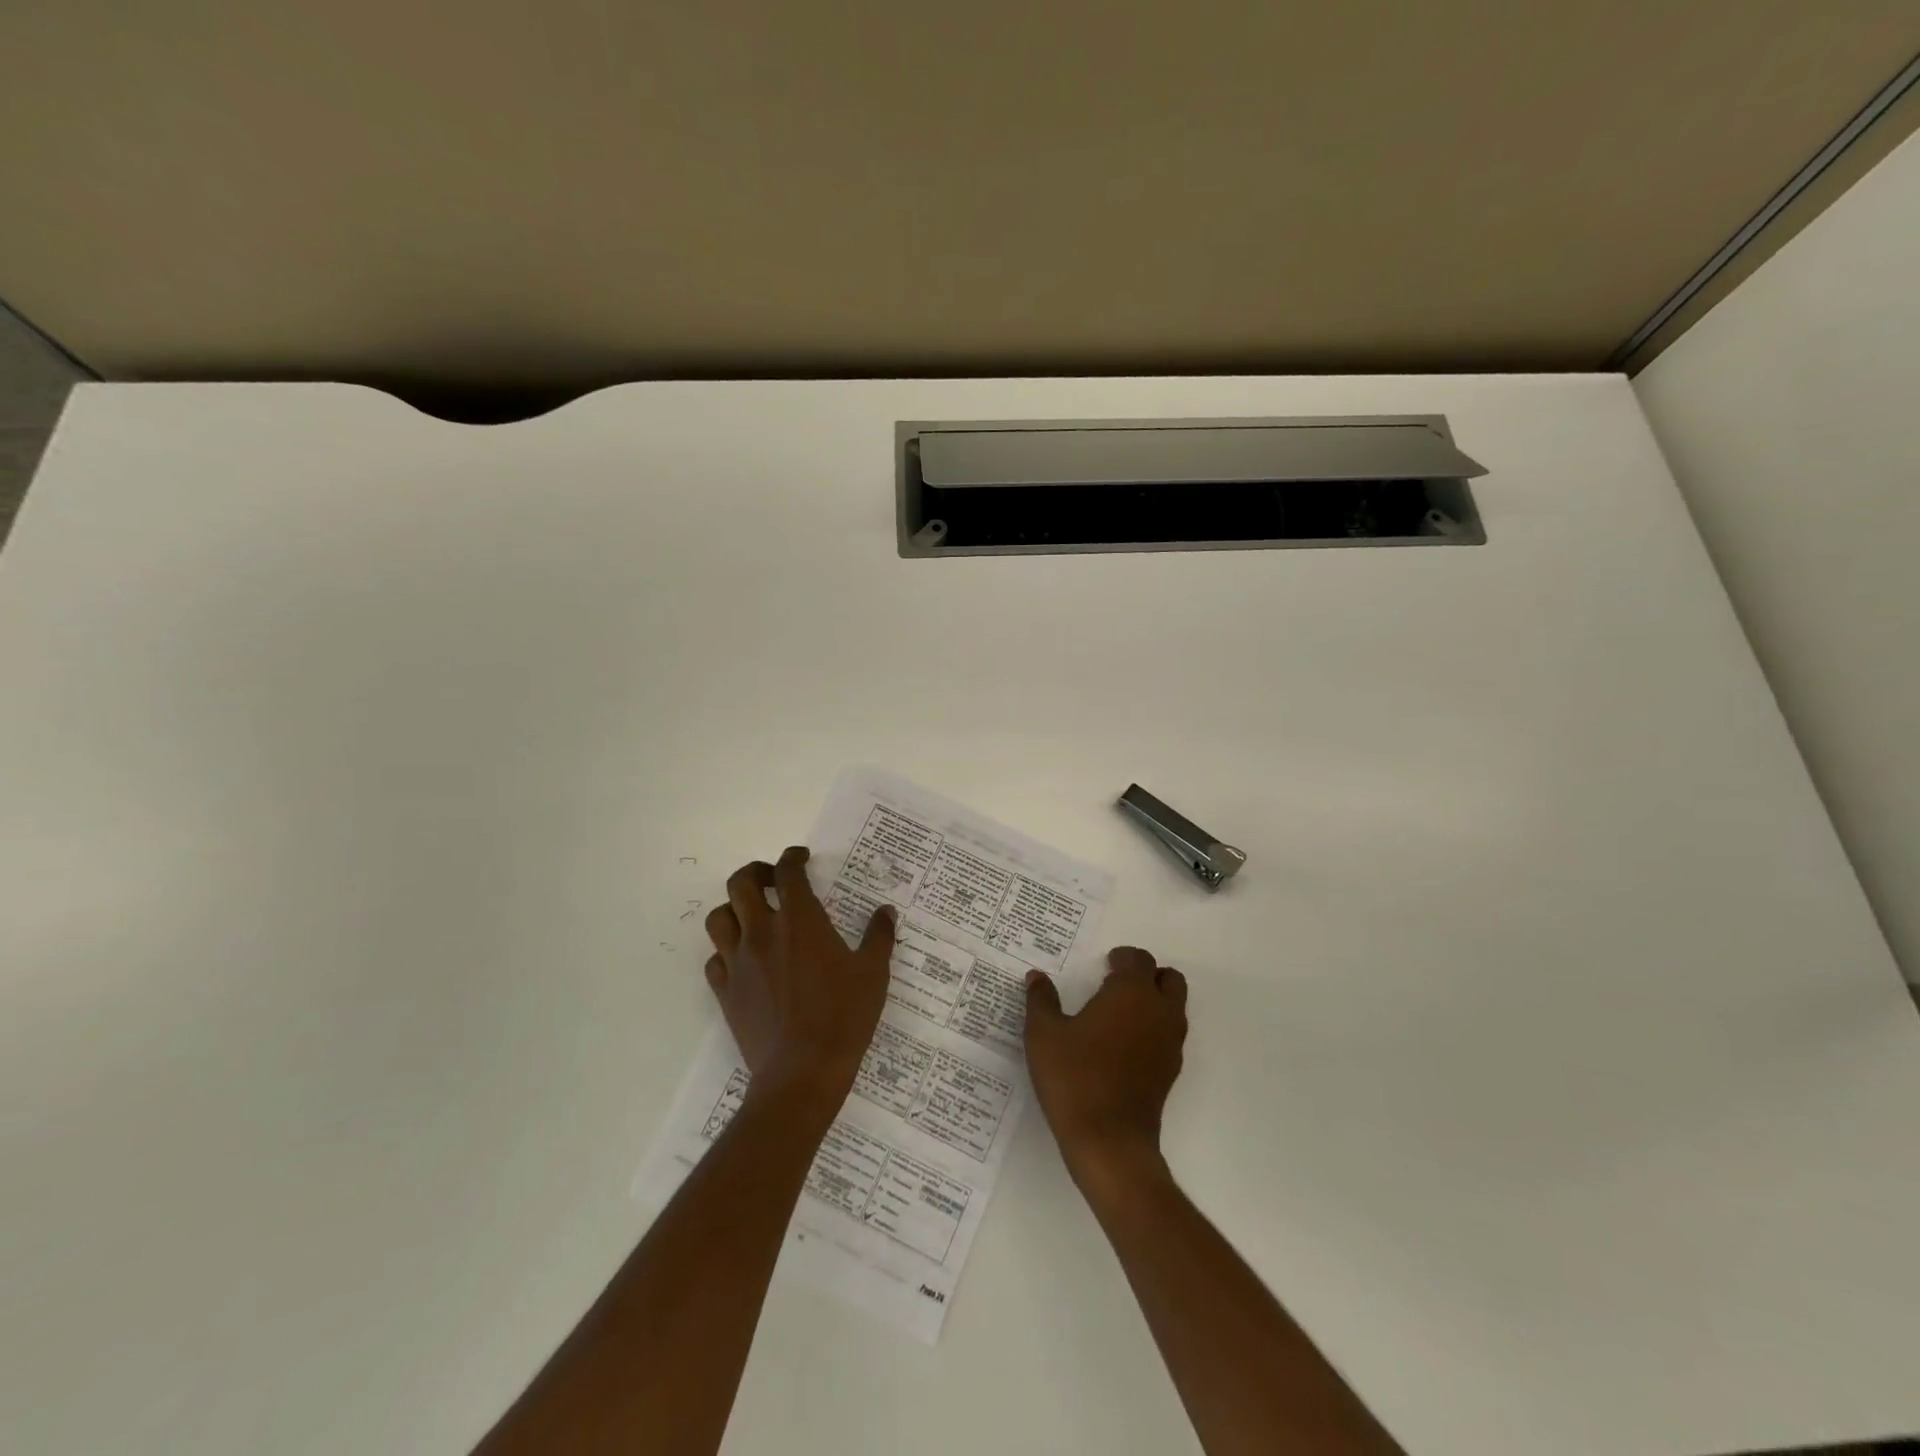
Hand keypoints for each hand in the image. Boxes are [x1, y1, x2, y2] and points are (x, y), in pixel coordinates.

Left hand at [704, 846, 895, 1118]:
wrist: (802, 1072)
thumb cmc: (843, 1016)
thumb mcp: (874, 973)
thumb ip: (879, 936)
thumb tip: (886, 911)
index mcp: (800, 921)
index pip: (788, 872)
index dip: (793, 857)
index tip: (801, 857)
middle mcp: (762, 932)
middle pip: (741, 883)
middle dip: (756, 872)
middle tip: (773, 880)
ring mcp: (739, 962)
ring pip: (719, 918)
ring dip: (734, 908)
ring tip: (753, 916)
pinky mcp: (726, 992)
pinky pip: (714, 959)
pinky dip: (726, 951)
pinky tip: (744, 960)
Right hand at [1024, 946, 1187, 1197]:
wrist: (1109, 1142)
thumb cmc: (1074, 1078)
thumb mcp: (1044, 1034)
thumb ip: (1041, 1000)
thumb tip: (1037, 977)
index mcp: (1132, 993)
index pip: (1139, 959)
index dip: (1122, 958)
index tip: (1104, 964)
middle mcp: (1159, 1012)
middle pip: (1169, 979)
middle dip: (1146, 975)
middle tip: (1116, 984)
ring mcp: (1170, 1044)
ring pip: (1174, 1007)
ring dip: (1154, 1001)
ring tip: (1117, 1014)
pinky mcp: (1171, 1072)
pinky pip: (1169, 1035)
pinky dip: (1154, 1029)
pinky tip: (1123, 1045)